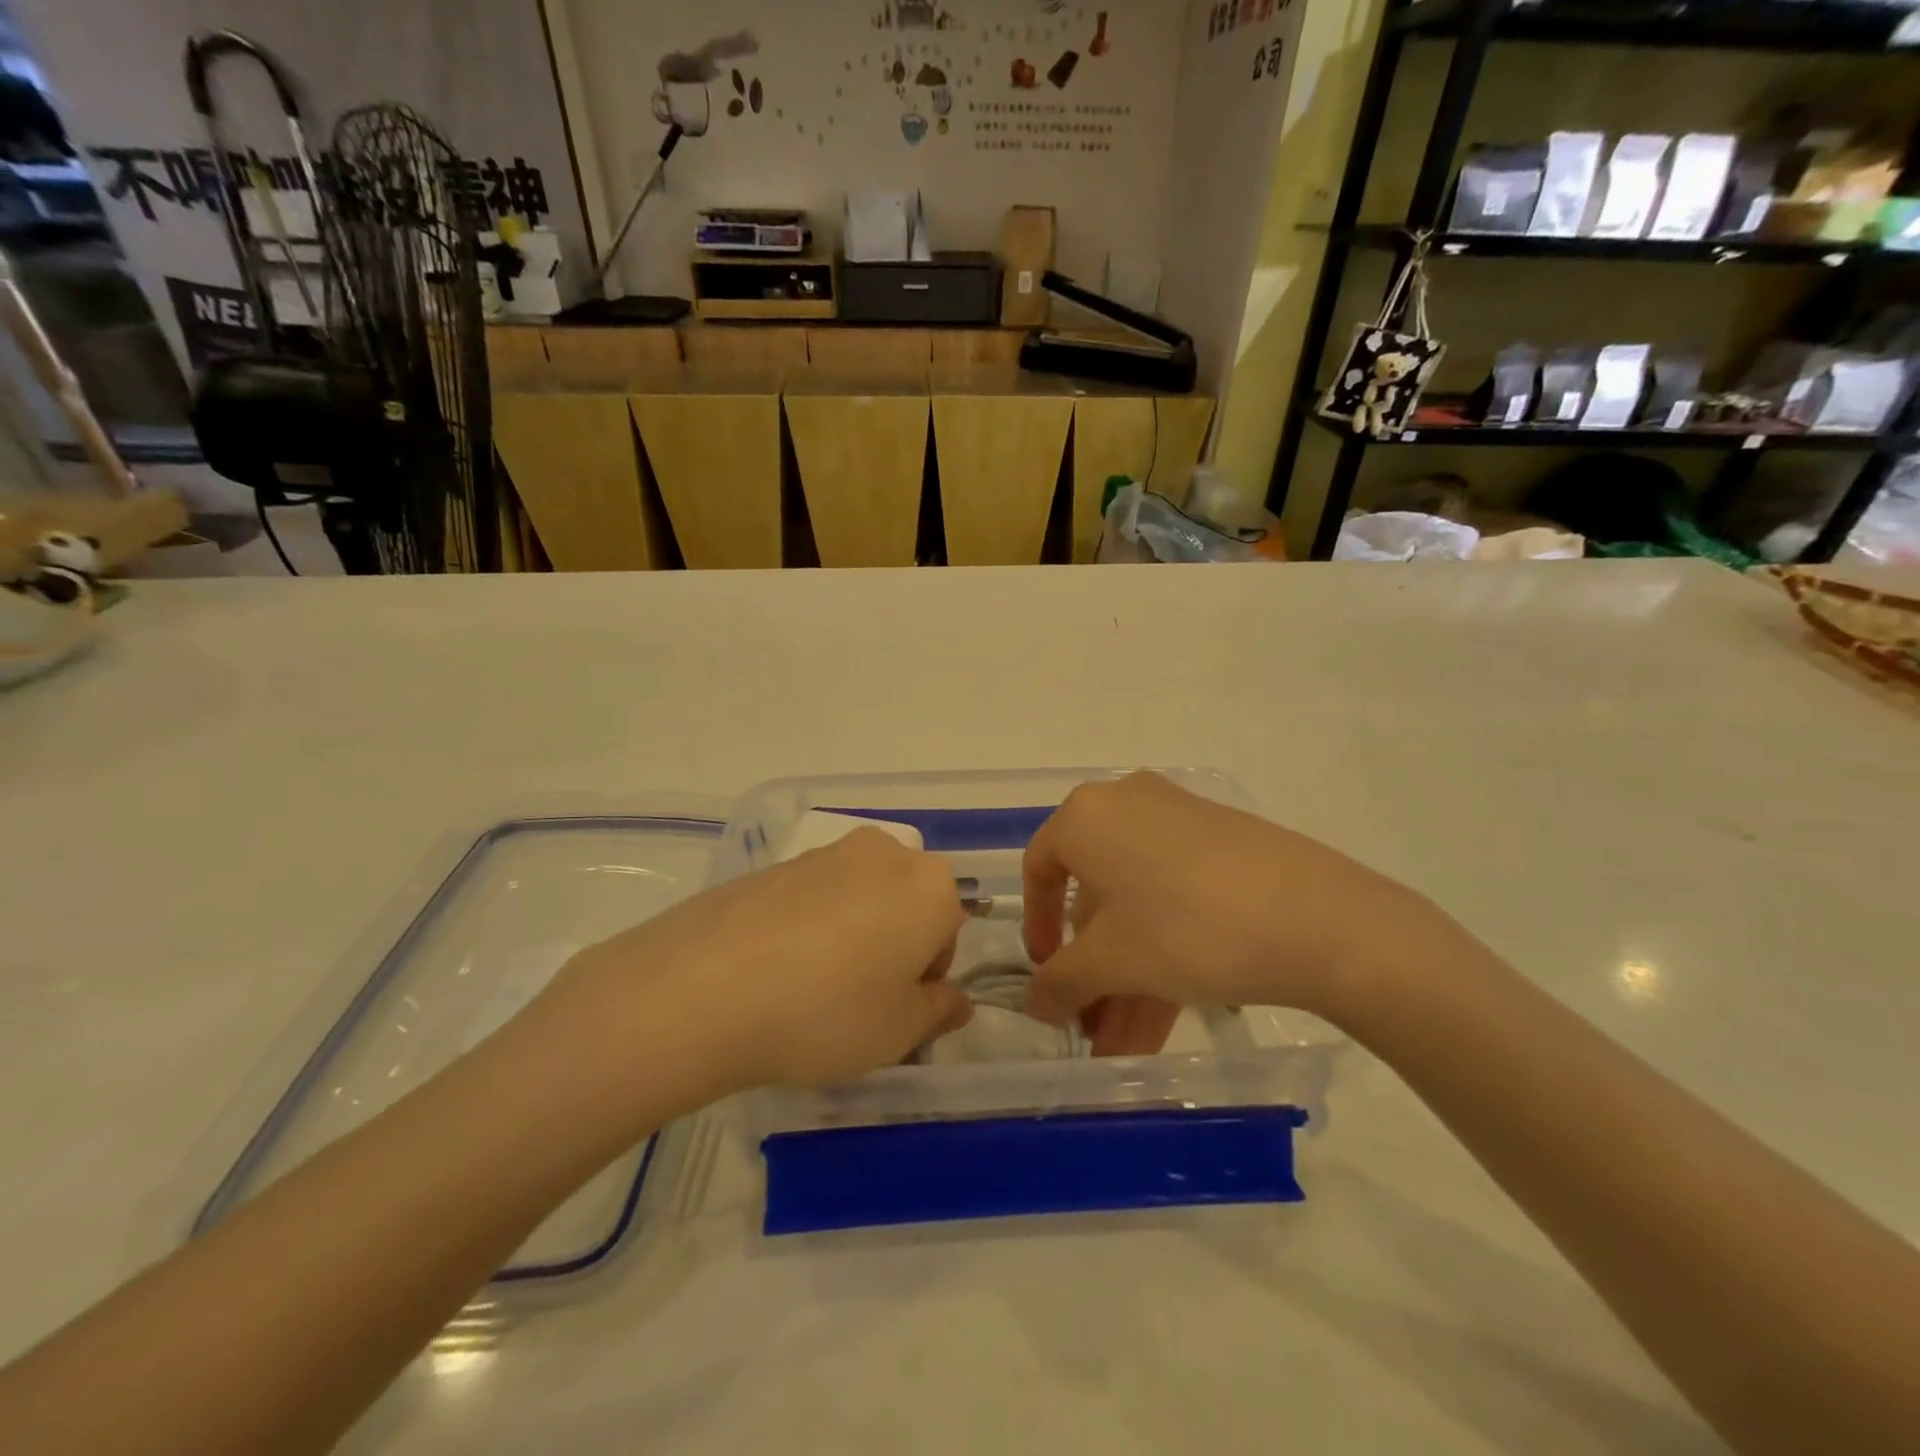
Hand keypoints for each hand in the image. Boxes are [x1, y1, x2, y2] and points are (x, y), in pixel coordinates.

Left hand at [552, 828, 972, 1092]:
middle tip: (858, 1001)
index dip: (926, 976)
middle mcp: (884, 853)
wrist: (706, 986)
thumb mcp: (900, 1031)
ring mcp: (825, 853)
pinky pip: (813, 897)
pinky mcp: (776, 863)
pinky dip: (810, 927)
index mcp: (929, 885)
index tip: (894, 1009)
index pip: (949, 931)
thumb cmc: (829, 1011)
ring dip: (852, 936)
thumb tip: (954, 1001)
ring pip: (860, 899)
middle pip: (906, 905)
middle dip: (894, 947)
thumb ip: (939, 1011)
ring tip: (811, 989)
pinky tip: (776, 970)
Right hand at [1022, 773, 1447, 1037]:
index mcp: (1086, 816)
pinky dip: (1163, 951)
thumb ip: (1060, 982)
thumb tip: (1034, 1003)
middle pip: (1095, 896)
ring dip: (1126, 976)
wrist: (1318, 918)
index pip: (1040, 868)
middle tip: (1093, 1027)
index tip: (1047, 974)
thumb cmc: (1185, 927)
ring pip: (1138, 905)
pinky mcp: (1224, 844)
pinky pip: (1175, 897)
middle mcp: (1128, 805)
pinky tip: (1165, 1017)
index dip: (1036, 927)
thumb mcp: (1111, 962)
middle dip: (1092, 970)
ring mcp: (1181, 822)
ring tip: (1126, 1047)